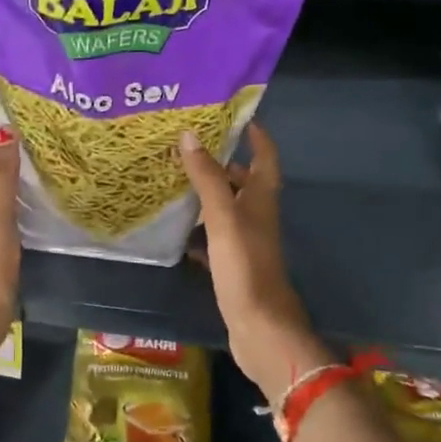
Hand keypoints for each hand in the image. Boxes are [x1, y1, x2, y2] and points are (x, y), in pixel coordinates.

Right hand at [180, 124, 333, 401]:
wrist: (259, 326)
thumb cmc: (244, 265)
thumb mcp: (223, 216)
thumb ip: (207, 177)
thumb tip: (190, 135)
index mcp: (262, 198)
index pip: (265, 156)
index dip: (256, 134)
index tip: (234, 115)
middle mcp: (258, 215)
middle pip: (244, 180)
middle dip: (221, 162)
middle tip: (188, 145)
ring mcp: (246, 241)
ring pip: (227, 207)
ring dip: (207, 193)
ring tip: (175, 178)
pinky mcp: (234, 263)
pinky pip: (214, 235)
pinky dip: (198, 227)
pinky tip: (176, 226)